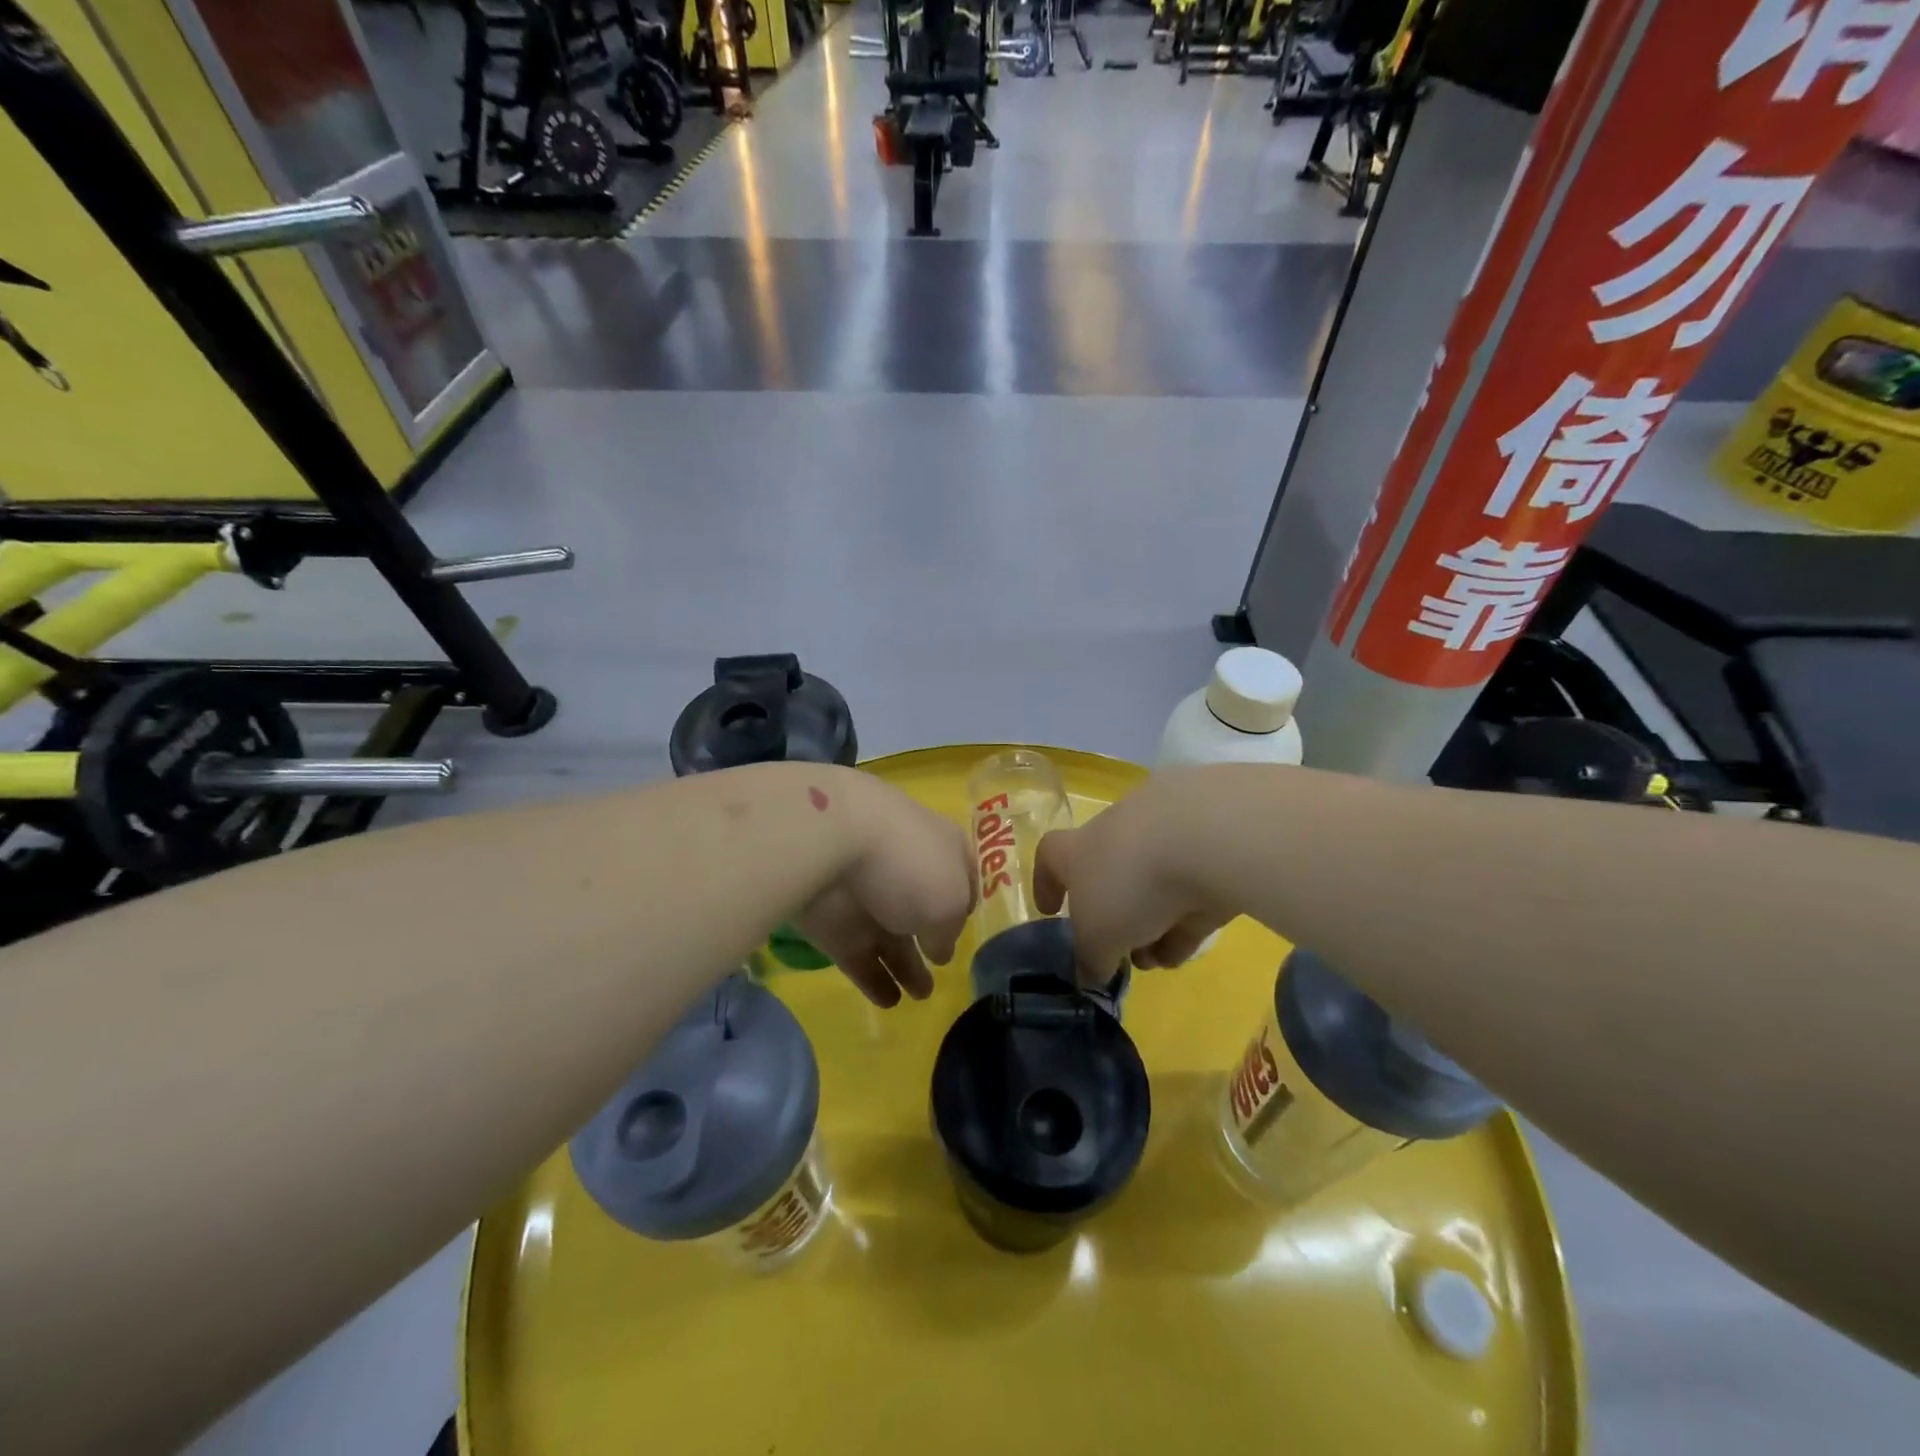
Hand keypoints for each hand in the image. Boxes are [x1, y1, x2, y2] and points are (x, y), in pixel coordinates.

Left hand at [793, 769, 976, 1007]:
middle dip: (933, 940)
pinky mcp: (835, 925)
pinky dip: (873, 978)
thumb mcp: (949, 902)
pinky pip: (859, 957)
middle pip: (923, 911)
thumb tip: (939, 949)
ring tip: (920, 997)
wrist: (831, 844)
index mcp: (941, 850)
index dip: (964, 903)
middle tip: (941, 970)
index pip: (960, 877)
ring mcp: (868, 898)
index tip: (967, 927)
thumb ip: (949, 932)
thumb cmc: (909, 863)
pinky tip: (889, 1001)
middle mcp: (906, 871)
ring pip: (891, 938)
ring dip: (906, 967)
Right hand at [1035, 778, 1229, 983]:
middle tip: (1115, 953)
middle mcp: (1117, 836)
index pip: (1050, 856)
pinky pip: (1187, 895)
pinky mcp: (1208, 855)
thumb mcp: (1097, 936)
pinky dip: (1181, 924)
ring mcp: (1165, 841)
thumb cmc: (1128, 883)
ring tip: (1153, 962)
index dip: (1045, 883)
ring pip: (1150, 889)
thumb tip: (1090, 975)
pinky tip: (1181, 954)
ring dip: (1148, 928)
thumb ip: (1091, 958)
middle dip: (1111, 920)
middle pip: (1107, 878)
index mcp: (1079, 848)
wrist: (1204, 840)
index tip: (1049, 911)